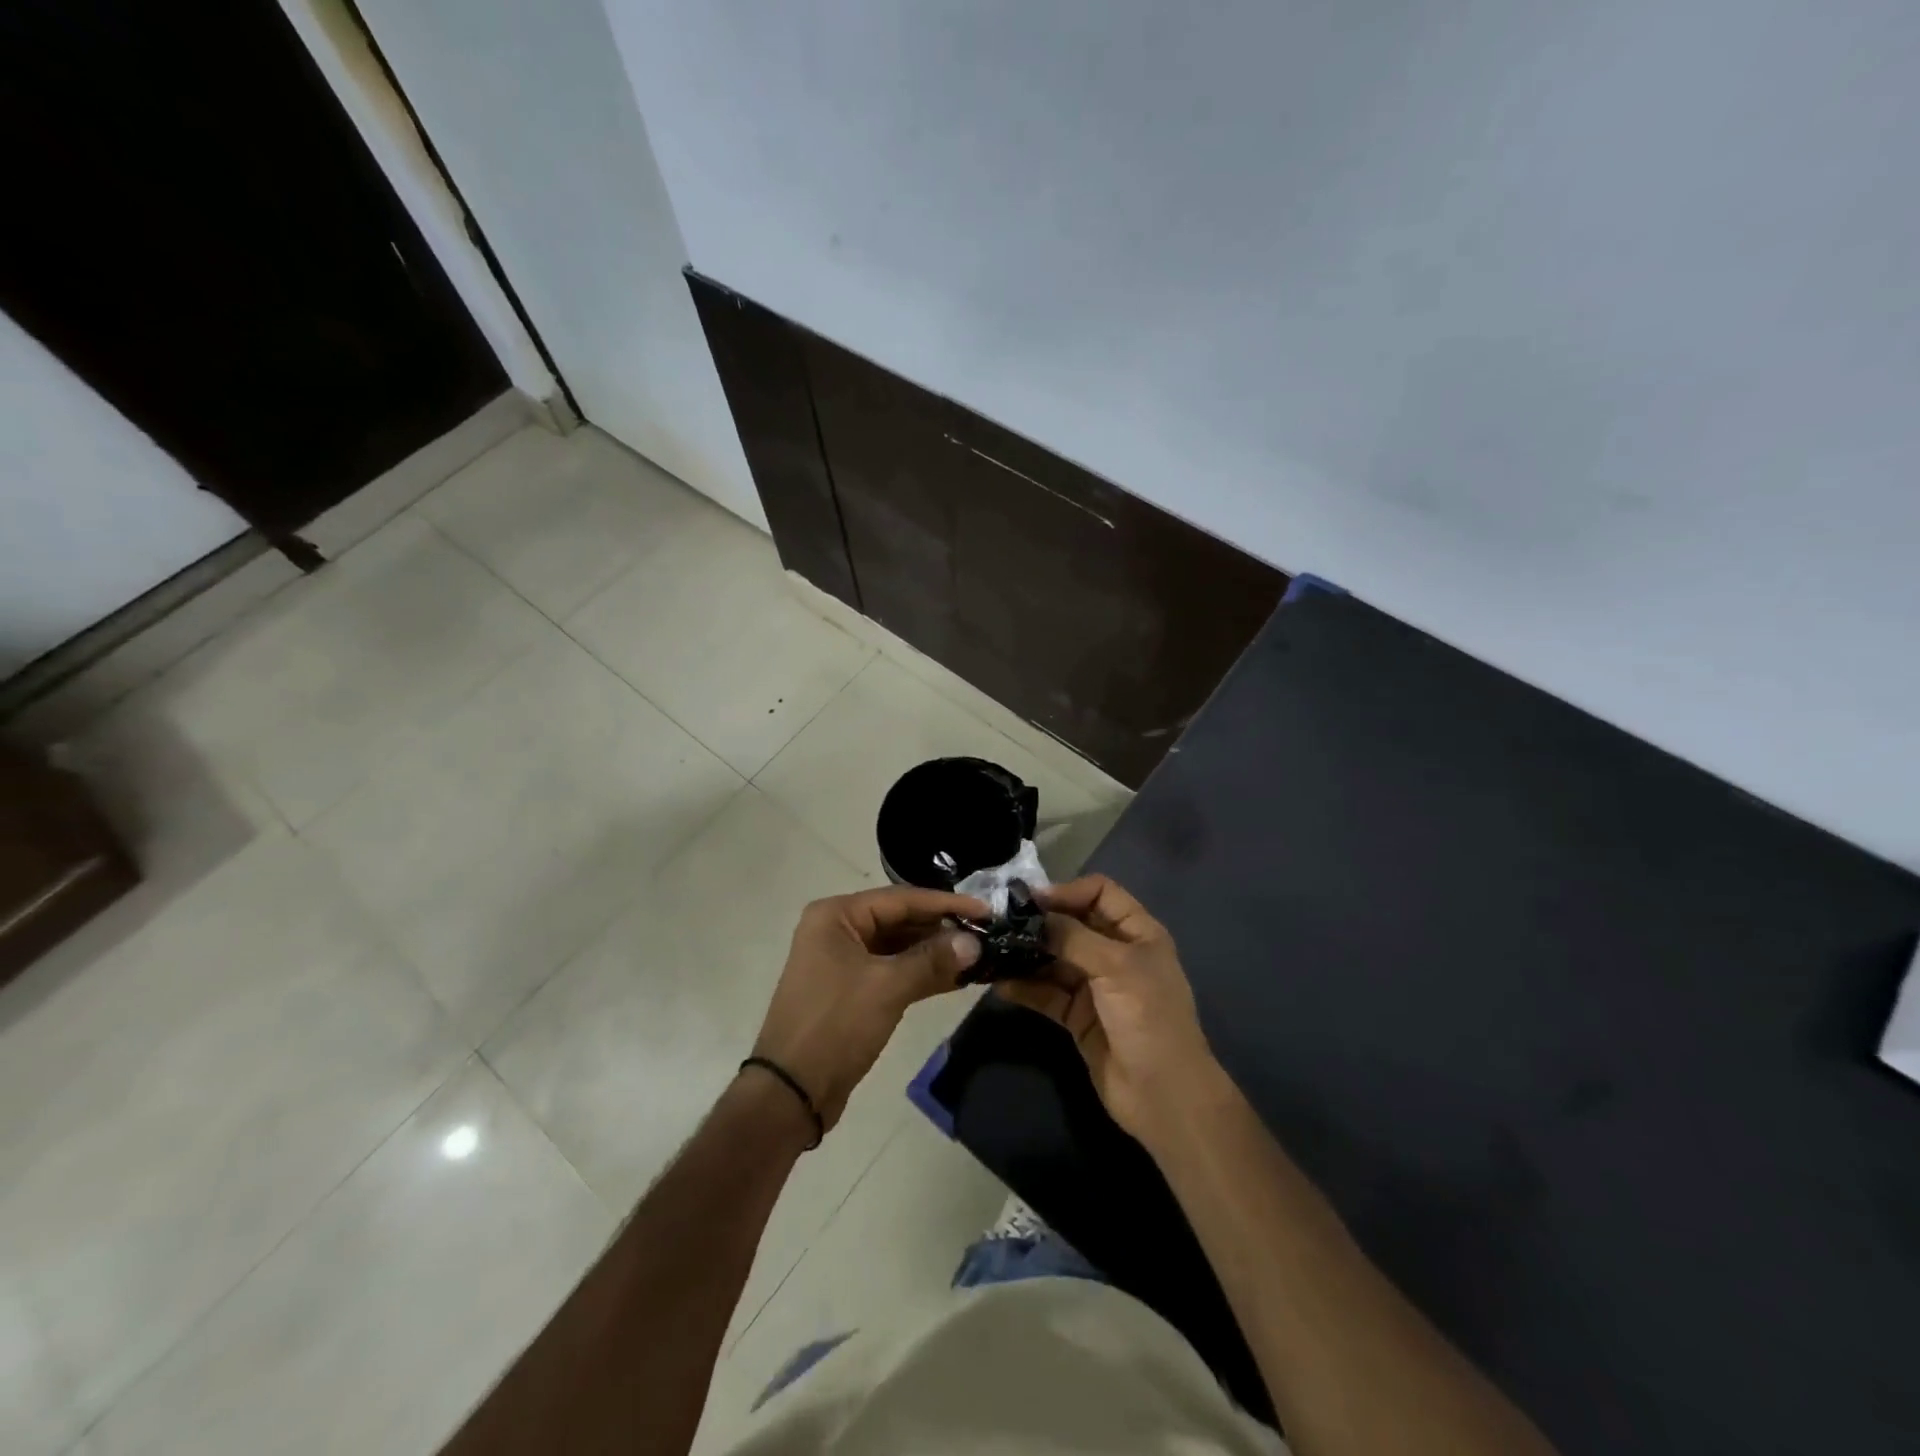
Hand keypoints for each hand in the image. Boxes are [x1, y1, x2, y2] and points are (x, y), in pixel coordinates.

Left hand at [750, 886, 984, 1132]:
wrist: (791, 1093)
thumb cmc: (835, 1026)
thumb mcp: (887, 987)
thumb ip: (932, 960)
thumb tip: (975, 942)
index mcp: (836, 916)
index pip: (901, 899)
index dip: (946, 904)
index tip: (986, 910)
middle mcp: (838, 930)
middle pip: (900, 920)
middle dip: (942, 929)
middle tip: (986, 935)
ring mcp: (843, 961)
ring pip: (899, 948)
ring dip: (935, 953)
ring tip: (979, 956)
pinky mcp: (852, 990)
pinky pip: (893, 971)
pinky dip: (921, 974)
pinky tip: (956, 979)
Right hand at [997, 875, 1224, 1148]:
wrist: (1163, 1096)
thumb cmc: (1148, 1018)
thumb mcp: (1115, 967)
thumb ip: (1072, 937)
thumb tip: (1034, 915)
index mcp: (1137, 933)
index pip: (1100, 893)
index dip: (1067, 891)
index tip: (1031, 900)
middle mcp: (1115, 953)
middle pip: (1073, 924)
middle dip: (1040, 922)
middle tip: (1000, 921)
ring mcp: (1095, 985)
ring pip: (1055, 959)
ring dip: (1026, 954)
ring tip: (993, 949)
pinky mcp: (1077, 1016)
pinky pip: (1046, 993)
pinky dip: (1025, 987)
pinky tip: (999, 982)